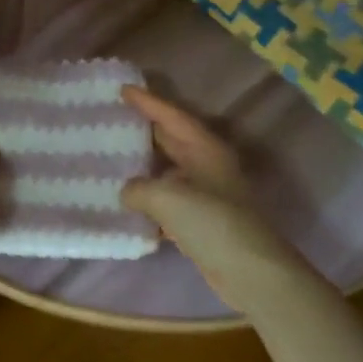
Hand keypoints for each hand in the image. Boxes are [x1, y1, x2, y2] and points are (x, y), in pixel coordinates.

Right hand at [119, 86, 314, 316]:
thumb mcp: (168, 197)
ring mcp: (206, 193)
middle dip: (144, 129)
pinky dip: (149, 198)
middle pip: (171, 139)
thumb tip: (128, 192)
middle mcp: (207, 165)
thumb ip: (139, 188)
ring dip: (144, 165)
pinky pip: (169, 199)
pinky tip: (127, 202)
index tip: (123, 89)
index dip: (148, 102)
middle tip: (113, 118)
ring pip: (168, 170)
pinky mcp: (202, 221)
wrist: (249, 272)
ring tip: (112, 157)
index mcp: (205, 149)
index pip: (172, 116)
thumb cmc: (212, 223)